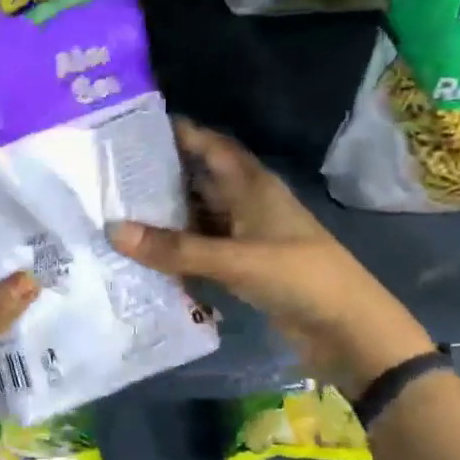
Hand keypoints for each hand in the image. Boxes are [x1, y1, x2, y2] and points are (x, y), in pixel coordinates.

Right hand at [109, 120, 431, 388]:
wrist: (349, 331)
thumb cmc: (299, 277)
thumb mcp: (235, 259)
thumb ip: (175, 249)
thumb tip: (113, 230)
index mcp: (253, 186)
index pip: (211, 146)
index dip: (179, 133)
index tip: (133, 129)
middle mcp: (247, 204)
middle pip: (199, 181)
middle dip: (161, 176)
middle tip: (110, 176)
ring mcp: (246, 237)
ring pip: (199, 217)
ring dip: (166, 217)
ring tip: (117, 213)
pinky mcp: (245, 267)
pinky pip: (203, 251)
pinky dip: (178, 251)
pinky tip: (145, 256)